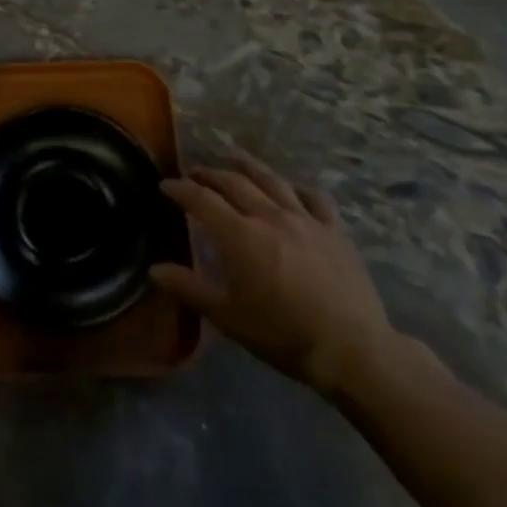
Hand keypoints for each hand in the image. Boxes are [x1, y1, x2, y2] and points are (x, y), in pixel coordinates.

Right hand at [152, 158, 400, 395]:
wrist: (352, 349)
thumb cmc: (283, 334)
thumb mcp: (228, 317)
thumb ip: (189, 288)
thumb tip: (153, 269)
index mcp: (239, 235)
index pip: (201, 200)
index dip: (180, 189)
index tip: (165, 185)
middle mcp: (269, 215)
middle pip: (234, 183)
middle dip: (209, 174)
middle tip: (194, 173)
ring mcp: (305, 219)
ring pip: (272, 180)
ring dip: (248, 166)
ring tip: (234, 158)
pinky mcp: (334, 230)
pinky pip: (315, 198)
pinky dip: (298, 189)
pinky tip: (292, 189)